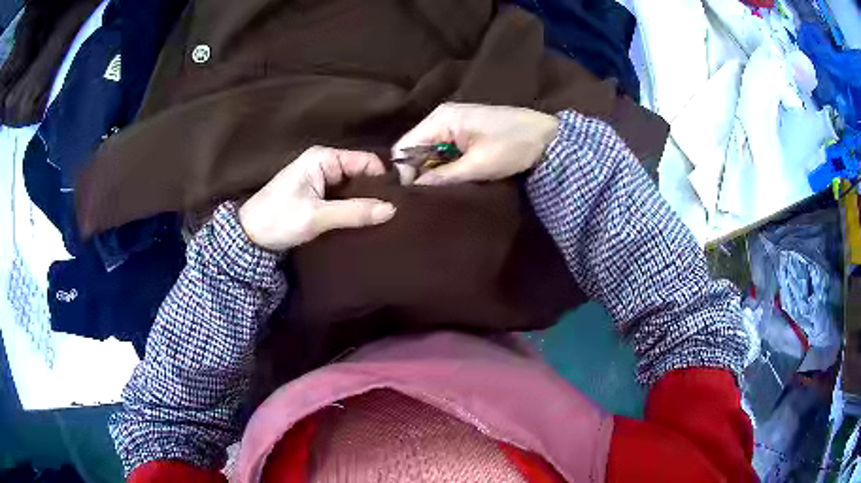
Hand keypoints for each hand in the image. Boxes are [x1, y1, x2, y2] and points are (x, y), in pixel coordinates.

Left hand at [238, 146, 395, 250]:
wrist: (248, 236)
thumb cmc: (278, 220)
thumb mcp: (317, 217)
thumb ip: (354, 212)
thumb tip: (392, 209)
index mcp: (323, 158)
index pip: (366, 161)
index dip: (383, 179)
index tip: (398, 200)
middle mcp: (324, 163)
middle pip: (361, 173)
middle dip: (375, 191)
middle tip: (393, 213)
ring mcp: (320, 178)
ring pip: (353, 186)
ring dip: (364, 201)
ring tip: (381, 219)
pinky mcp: (317, 193)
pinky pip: (343, 196)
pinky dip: (353, 207)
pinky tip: (363, 220)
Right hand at [393, 103, 558, 184]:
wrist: (547, 137)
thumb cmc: (514, 146)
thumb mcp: (478, 165)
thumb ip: (444, 176)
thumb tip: (416, 189)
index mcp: (441, 119)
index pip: (405, 147)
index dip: (404, 173)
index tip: (412, 197)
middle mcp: (441, 118)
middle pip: (414, 149)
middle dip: (417, 173)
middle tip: (424, 200)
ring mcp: (452, 124)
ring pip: (428, 152)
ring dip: (431, 172)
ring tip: (436, 194)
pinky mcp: (463, 133)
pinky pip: (443, 151)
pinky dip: (444, 167)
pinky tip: (449, 182)